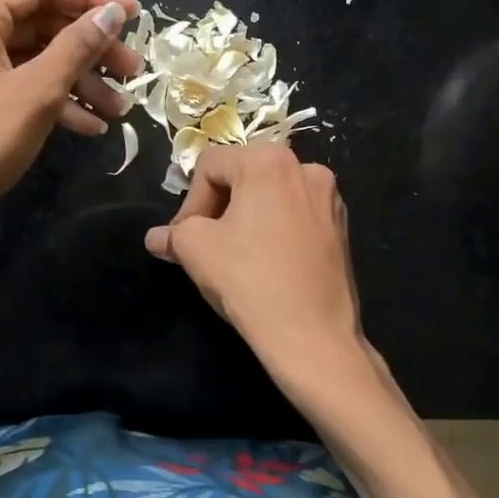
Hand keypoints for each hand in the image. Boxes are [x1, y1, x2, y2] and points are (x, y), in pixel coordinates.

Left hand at [0, 0, 140, 234]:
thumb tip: (111, 13)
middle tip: (132, 70)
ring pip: (31, 62)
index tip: (133, 16)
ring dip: (78, 80)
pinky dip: (53, 102)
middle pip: (38, 25)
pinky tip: (88, 127)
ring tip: (119, 109)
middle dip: (89, 48)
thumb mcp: (37, 93)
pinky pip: (16, 90)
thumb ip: (77, 47)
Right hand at [145, 144, 363, 364]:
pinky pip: (296, 216)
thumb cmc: (250, 281)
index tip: (185, 240)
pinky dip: (276, 230)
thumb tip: (157, 237)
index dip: (190, 202)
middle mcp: (305, 168)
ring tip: (236, 256)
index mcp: (270, 161)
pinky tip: (268, 264)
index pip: (211, 166)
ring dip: (247, 219)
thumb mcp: (196, 250)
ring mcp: (330, 198)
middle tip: (206, 246)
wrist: (313, 336)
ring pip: (271, 197)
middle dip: (219, 208)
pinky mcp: (341, 227)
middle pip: (243, 176)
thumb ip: (173, 234)